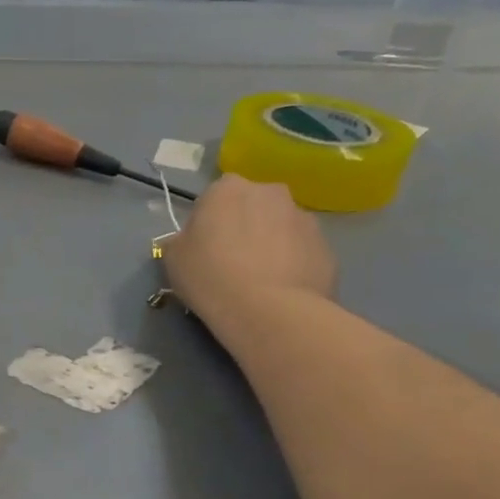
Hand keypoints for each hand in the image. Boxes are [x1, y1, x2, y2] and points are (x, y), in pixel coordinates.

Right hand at [162, 174, 336, 337]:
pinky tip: (279, 289)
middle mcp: (270, 192)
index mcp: (228, 188)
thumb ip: (180, 241)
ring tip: (259, 279)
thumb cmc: (209, 275)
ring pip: (281, 226)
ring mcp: (304, 218)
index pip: (215, 196)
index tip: (203, 246)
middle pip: (253, 206)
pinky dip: (292, 263)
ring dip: (270, 243)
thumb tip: (187, 241)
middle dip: (244, 226)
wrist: (268, 309)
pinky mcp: (326, 246)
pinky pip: (301, 250)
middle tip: (231, 260)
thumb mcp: (173, 258)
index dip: (208, 221)